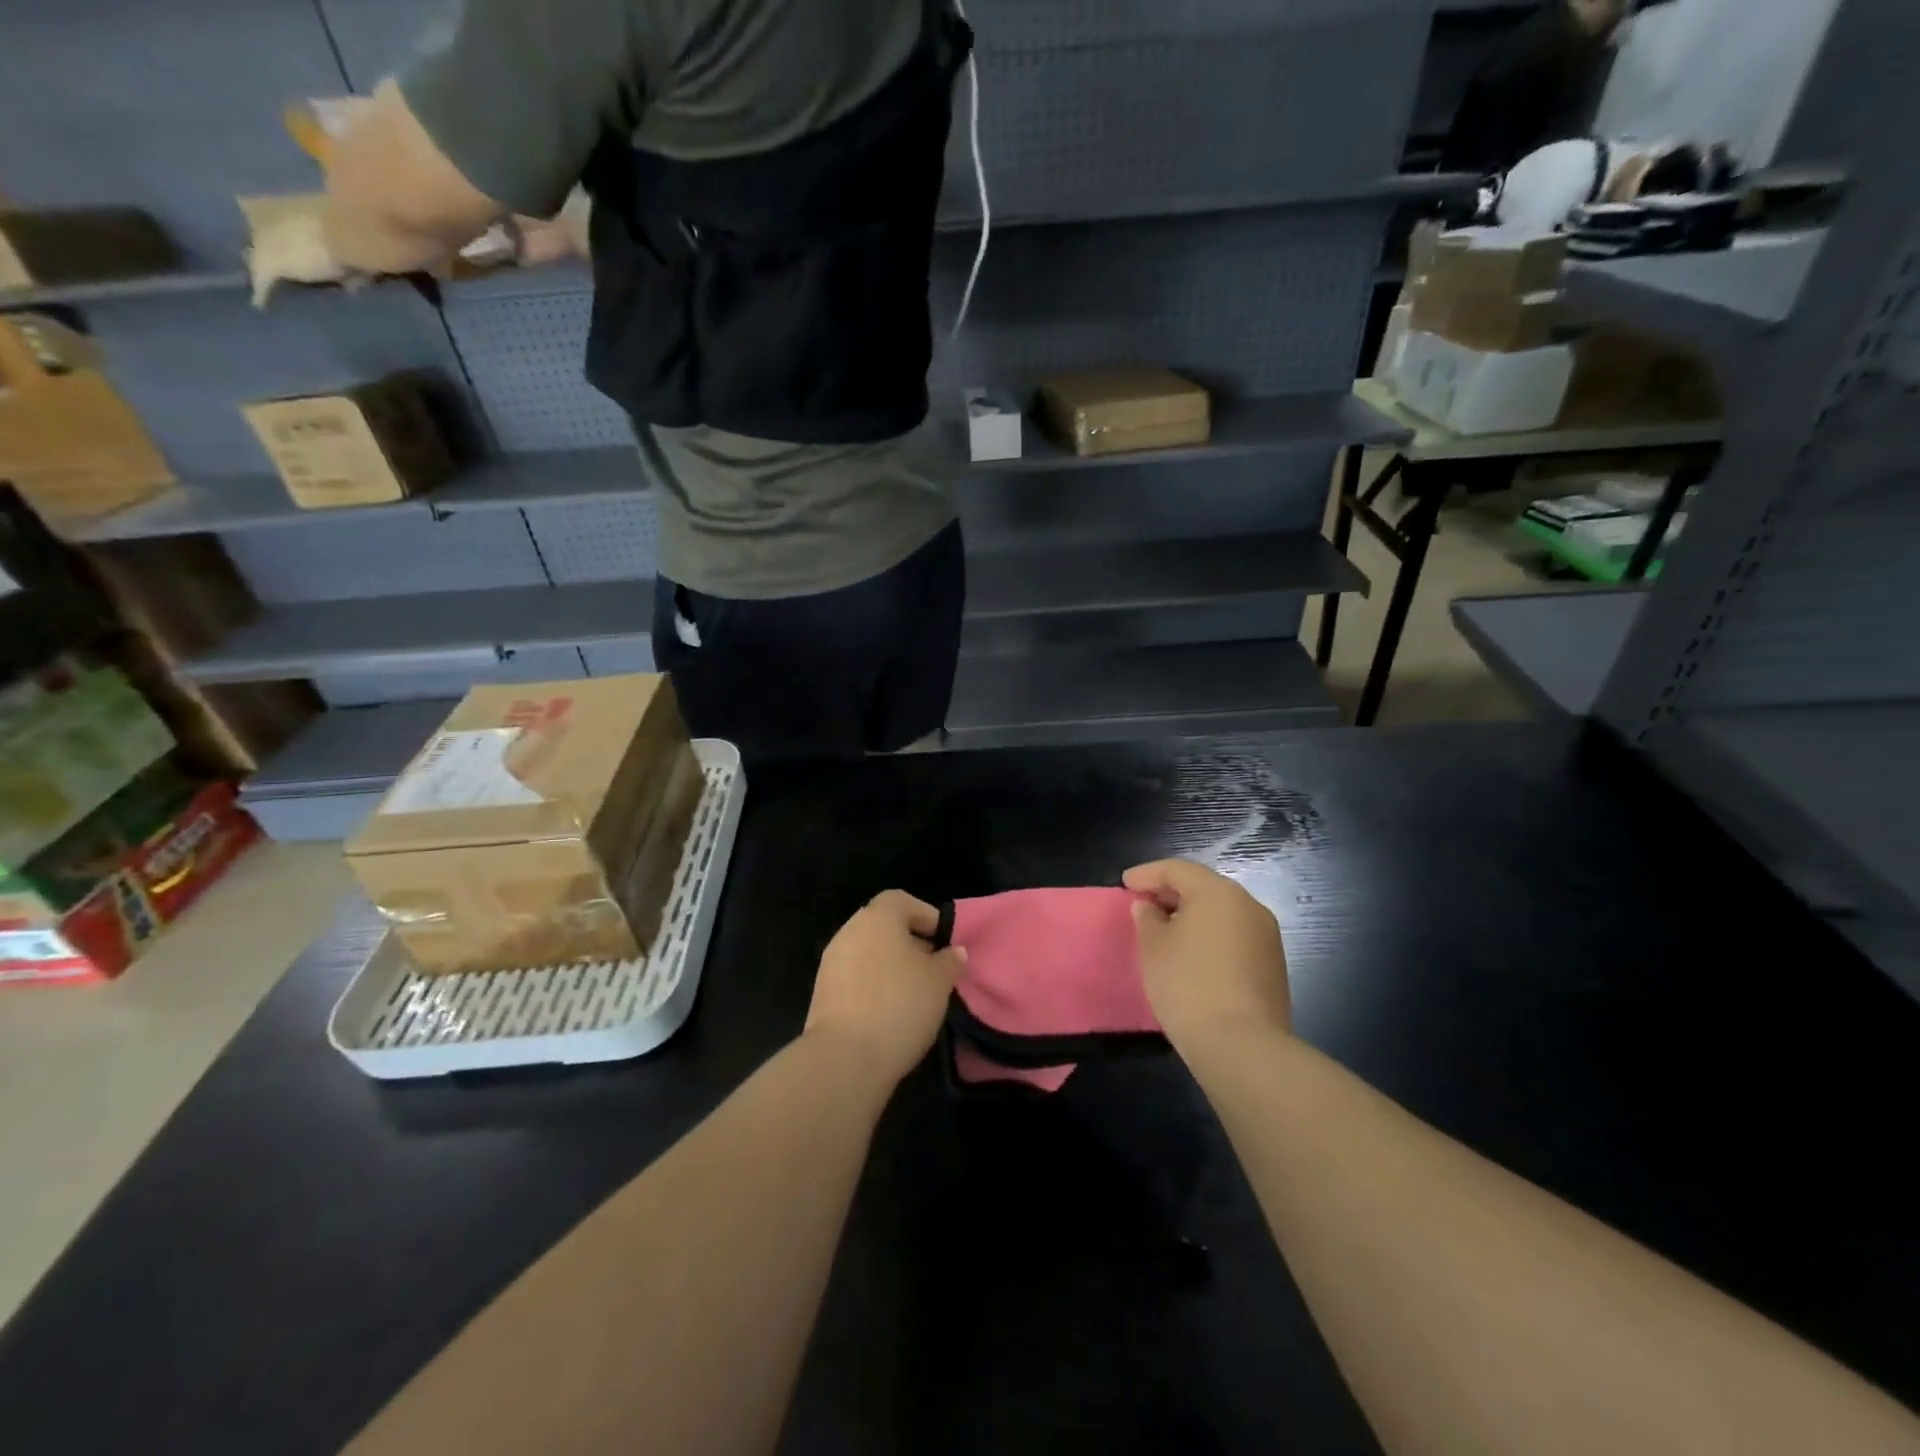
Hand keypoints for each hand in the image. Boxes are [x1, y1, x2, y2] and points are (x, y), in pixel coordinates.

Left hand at [806, 891, 966, 1084]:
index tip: (943, 941)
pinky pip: (854, 977)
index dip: (925, 916)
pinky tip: (888, 1011)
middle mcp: (850, 931)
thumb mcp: (939, 982)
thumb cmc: (900, 1005)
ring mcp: (831, 961)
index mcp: (877, 917)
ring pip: (867, 953)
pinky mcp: (821, 992)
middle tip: (932, 969)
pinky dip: (872, 985)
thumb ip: (949, 961)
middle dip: (909, 943)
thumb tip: (954, 951)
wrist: (845, 1057)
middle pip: (883, 926)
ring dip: (889, 966)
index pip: (901, 901)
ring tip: (913, 993)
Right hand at [1124, 859, 1289, 1052]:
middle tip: (1142, 904)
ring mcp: (1266, 936)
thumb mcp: (1153, 947)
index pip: (1177, 869)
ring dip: (1191, 915)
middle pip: (1203, 887)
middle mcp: (1248, 905)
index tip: (1125, 884)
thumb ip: (1148, 918)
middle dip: (1170, 892)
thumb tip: (1150, 907)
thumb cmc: (1187, 985)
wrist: (1242, 1046)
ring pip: (1221, 912)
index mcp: (1218, 893)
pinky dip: (1209, 936)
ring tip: (1164, 930)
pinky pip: (1234, 936)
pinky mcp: (1272, 965)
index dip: (1147, 874)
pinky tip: (1191, 954)